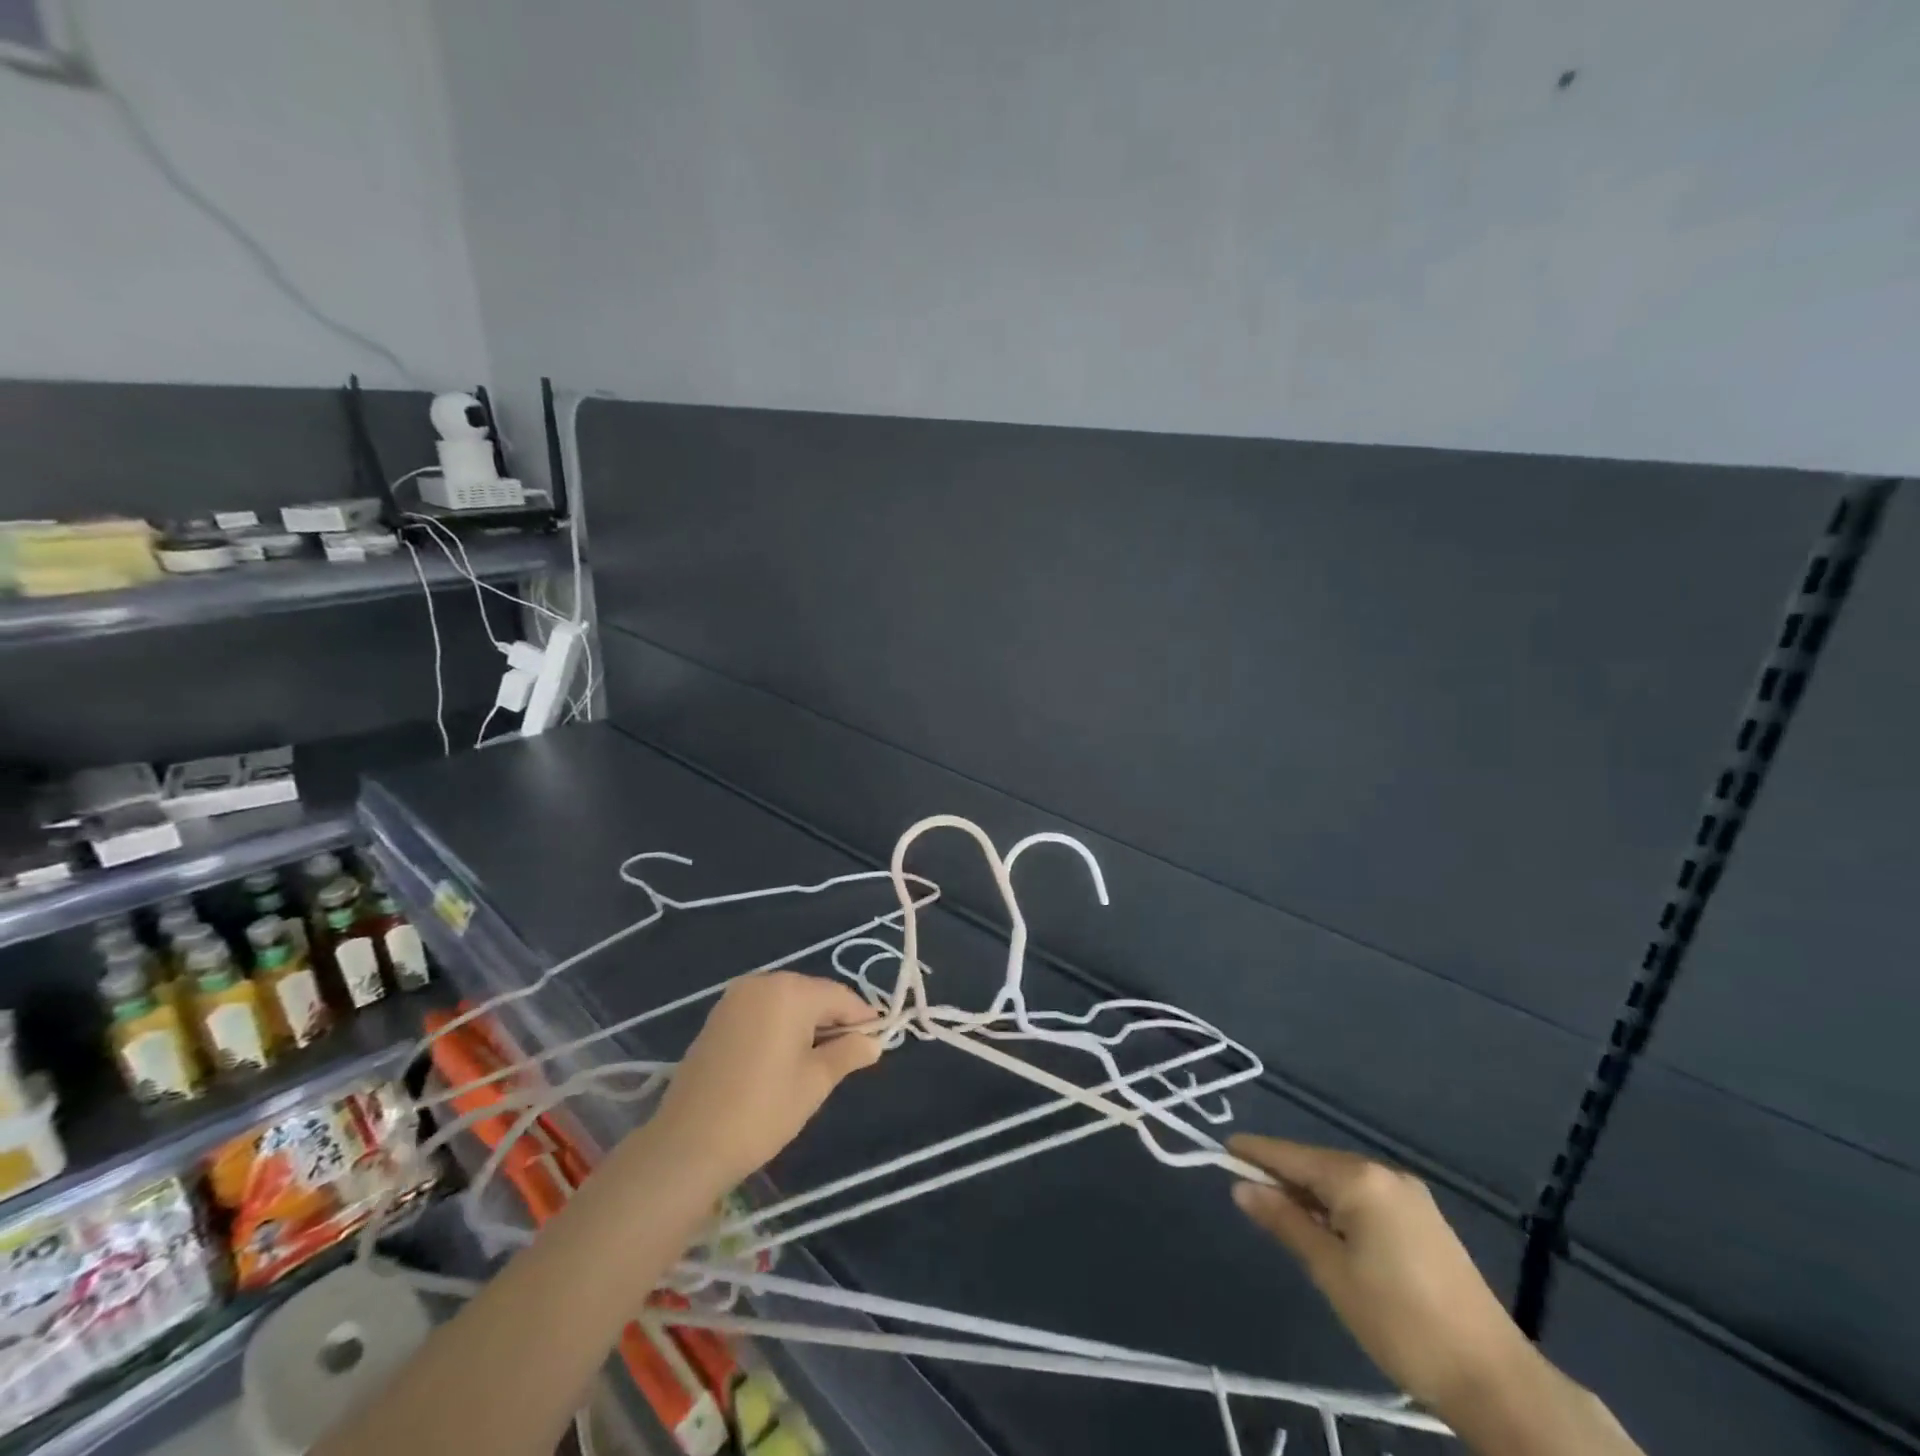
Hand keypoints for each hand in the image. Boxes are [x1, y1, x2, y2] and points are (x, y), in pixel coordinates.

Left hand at [645, 971, 882, 1189]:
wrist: (687, 1145)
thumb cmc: (761, 1111)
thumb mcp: (815, 1083)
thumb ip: (848, 1054)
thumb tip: (873, 1042)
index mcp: (790, 991)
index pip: (840, 996)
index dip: (862, 1018)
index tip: (878, 1041)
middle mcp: (762, 983)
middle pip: (812, 994)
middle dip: (833, 1020)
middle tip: (849, 1055)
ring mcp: (735, 999)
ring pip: (787, 1003)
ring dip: (806, 1024)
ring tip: (818, 1062)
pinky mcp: (717, 1018)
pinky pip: (762, 1012)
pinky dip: (780, 1028)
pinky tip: (783, 1059)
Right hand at [1227, 1135, 1536, 1413]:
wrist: (1497, 1381)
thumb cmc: (1401, 1322)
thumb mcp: (1332, 1273)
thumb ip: (1286, 1222)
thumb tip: (1241, 1187)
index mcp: (1360, 1180)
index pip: (1293, 1157)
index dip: (1256, 1152)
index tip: (1222, 1146)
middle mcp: (1385, 1175)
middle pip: (1318, 1165)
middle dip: (1283, 1175)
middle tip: (1246, 1189)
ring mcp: (1411, 1197)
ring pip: (1343, 1182)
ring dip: (1310, 1193)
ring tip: (1280, 1212)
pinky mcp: (1426, 1222)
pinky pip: (1366, 1198)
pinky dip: (1338, 1206)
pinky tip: (1327, 1228)